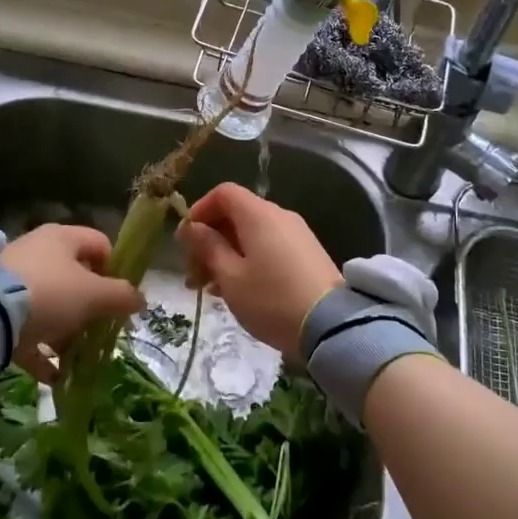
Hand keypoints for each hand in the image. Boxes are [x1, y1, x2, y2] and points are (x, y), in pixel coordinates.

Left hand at [0, 224, 142, 378]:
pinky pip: (26, 329)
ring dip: (66, 332)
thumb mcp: (94, 295)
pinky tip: (53, 376)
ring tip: (75, 358)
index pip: (100, 244)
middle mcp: (39, 252)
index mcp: (63, 237)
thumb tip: (141, 299)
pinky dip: (41, 351)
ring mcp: (14, 280)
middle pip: (75, 277)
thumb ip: (122, 296)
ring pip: (51, 305)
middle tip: (99, 331)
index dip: (115, 270)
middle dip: (90, 308)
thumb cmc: (50, 293)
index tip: (119, 298)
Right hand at [177, 184, 341, 357]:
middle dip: (210, 240)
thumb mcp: (231, 277)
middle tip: (194, 276)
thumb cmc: (271, 299)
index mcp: (258, 214)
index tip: (186, 241)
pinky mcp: (307, 253)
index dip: (200, 210)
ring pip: (251, 234)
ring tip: (211, 290)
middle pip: (236, 215)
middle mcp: (279, 215)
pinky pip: (269, 246)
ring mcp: (296, 234)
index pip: (223, 193)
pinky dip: (248, 260)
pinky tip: (238, 291)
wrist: (331, 325)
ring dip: (227, 254)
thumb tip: (191, 227)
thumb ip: (208, 247)